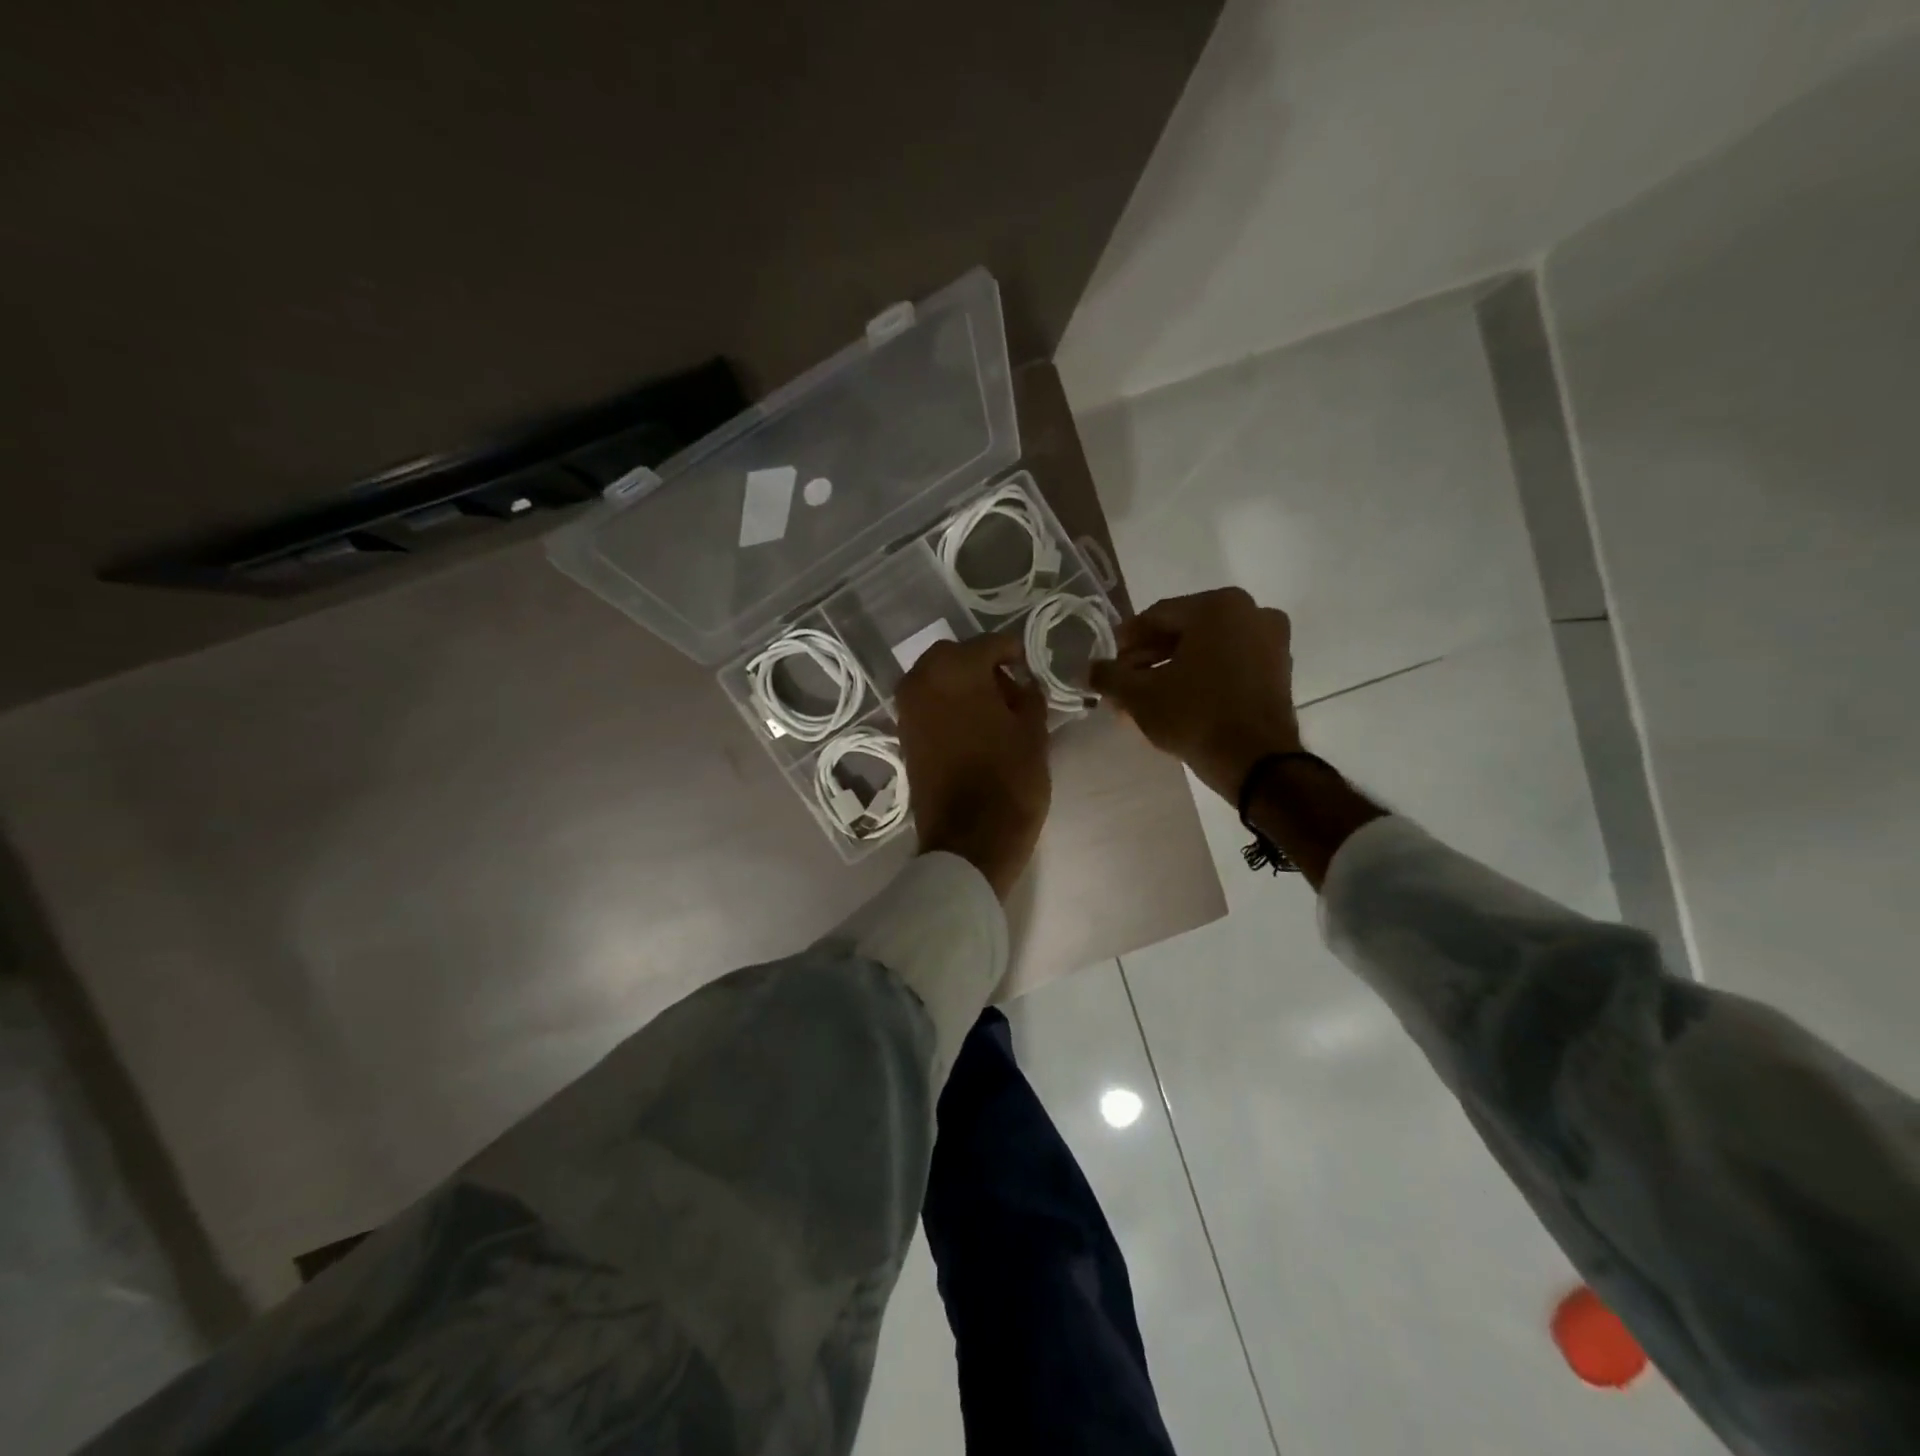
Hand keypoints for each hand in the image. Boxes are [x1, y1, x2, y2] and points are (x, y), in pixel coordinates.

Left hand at [896, 633, 1050, 900]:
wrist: (969, 839)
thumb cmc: (1009, 780)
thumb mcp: (1034, 731)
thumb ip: (1028, 693)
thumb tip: (1020, 679)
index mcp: (955, 669)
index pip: (990, 644)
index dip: (1014, 652)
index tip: (1030, 666)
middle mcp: (922, 680)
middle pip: (956, 656)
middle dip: (982, 664)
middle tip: (1010, 687)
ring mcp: (907, 708)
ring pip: (937, 678)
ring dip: (962, 684)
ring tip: (993, 709)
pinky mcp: (903, 735)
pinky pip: (928, 704)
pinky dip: (947, 705)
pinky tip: (973, 725)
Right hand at [1090, 587, 1301, 801]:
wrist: (1257, 761)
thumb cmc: (1195, 715)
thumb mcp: (1140, 695)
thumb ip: (1109, 676)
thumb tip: (1087, 670)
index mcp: (1218, 606)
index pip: (1157, 616)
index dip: (1126, 641)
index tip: (1108, 663)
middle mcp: (1250, 612)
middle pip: (1183, 632)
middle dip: (1148, 659)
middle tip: (1123, 684)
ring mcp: (1270, 642)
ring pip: (1206, 650)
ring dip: (1171, 671)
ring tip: (1143, 700)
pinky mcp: (1279, 671)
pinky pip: (1228, 665)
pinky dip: (1201, 678)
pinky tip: (1175, 703)